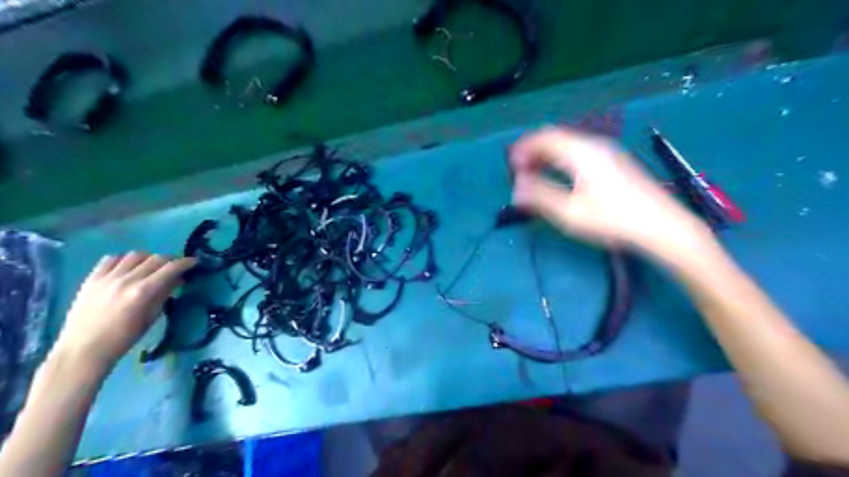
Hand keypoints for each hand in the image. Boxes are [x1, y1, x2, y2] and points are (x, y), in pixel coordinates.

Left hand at [55, 252, 197, 374]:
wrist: (84, 349)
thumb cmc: (124, 337)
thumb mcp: (151, 317)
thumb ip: (164, 294)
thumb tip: (178, 279)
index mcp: (143, 292)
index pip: (171, 268)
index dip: (185, 263)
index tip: (194, 262)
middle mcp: (126, 280)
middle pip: (155, 258)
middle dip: (170, 260)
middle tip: (176, 267)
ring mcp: (107, 278)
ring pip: (134, 255)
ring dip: (149, 258)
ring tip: (151, 267)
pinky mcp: (91, 279)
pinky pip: (110, 259)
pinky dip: (124, 259)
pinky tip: (128, 267)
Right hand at [510, 126, 714, 264]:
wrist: (661, 226)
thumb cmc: (612, 219)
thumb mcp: (570, 213)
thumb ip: (540, 197)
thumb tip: (516, 188)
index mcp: (581, 152)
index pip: (544, 137)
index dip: (523, 149)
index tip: (511, 168)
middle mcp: (594, 144)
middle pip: (556, 137)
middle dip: (534, 151)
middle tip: (521, 172)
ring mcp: (607, 151)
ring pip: (569, 144)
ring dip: (548, 155)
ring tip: (536, 175)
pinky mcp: (615, 161)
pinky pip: (580, 151)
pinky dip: (562, 159)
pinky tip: (562, 177)